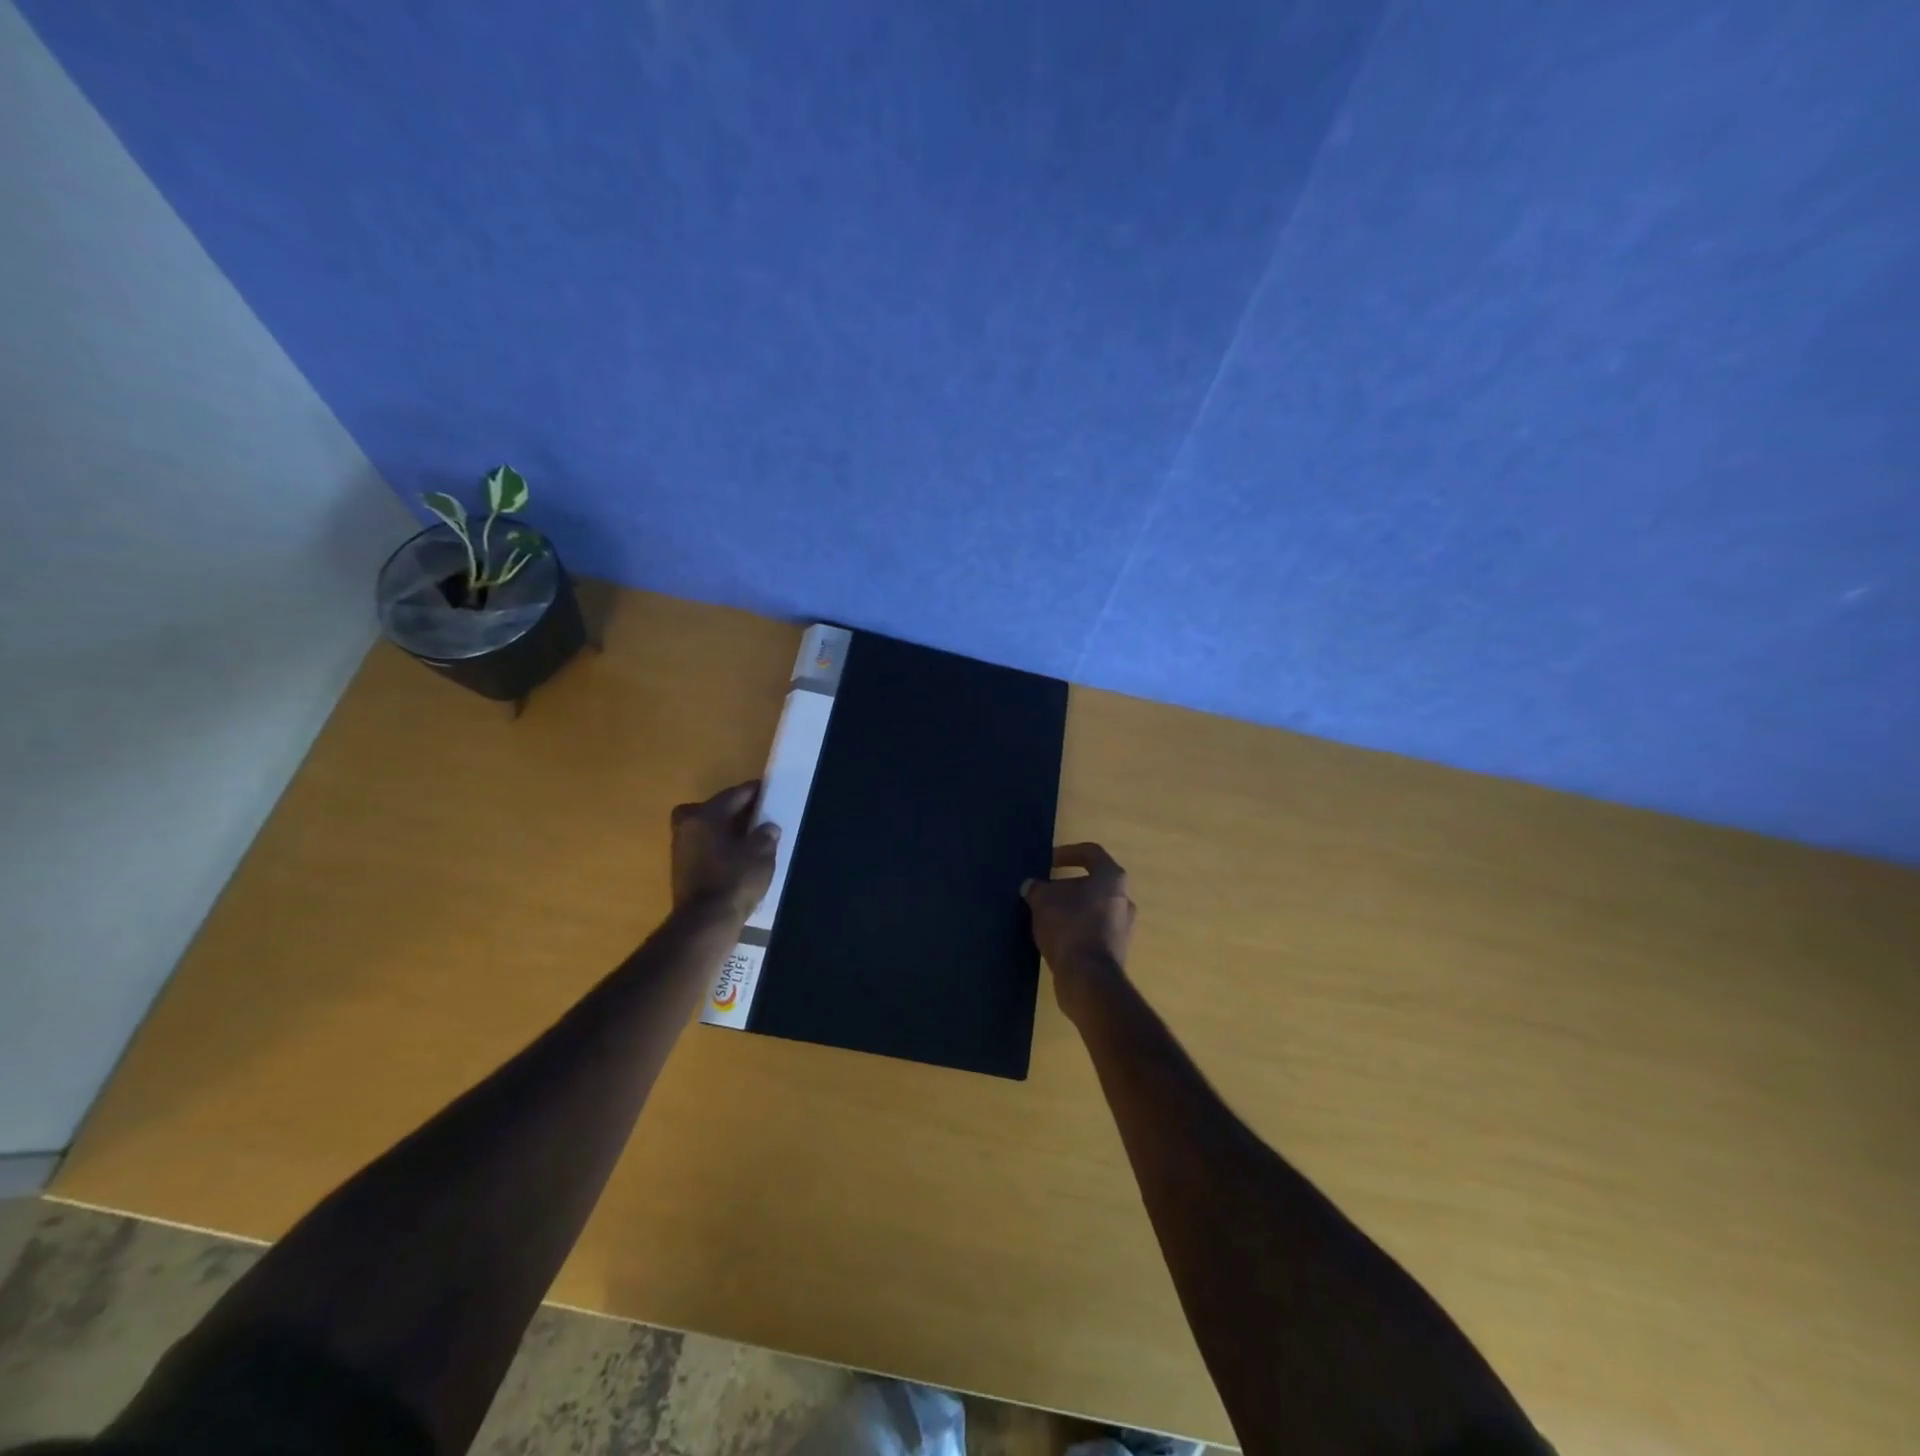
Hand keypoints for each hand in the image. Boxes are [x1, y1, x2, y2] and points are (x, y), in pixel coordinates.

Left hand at [670, 781, 779, 918]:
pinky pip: (705, 846)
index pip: (734, 795)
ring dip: (727, 829)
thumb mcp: (761, 855)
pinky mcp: (682, 869)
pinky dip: (720, 846)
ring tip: (751, 836)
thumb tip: (768, 827)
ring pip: (708, 828)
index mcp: (704, 815)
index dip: (754, 791)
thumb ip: (766, 836)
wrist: (705, 923)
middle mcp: (687, 826)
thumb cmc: (734, 881)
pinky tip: (738, 856)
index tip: (769, 790)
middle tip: (759, 814)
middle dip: (736, 809)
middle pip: (715, 808)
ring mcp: (681, 848)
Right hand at [1022, 843, 1134, 1011]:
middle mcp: (1124, 899)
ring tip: (1046, 915)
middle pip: (1093, 883)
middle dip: (1067, 886)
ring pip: (1094, 908)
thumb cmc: (1069, 927)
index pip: (1091, 853)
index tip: (1048, 862)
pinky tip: (1056, 937)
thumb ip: (1036, 888)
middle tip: (1045, 892)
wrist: (1088, 979)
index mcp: (1112, 878)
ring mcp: (1124, 927)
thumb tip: (1031, 886)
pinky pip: (1094, 930)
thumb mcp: (1043, 901)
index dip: (1068, 853)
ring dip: (1071, 909)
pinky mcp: (1117, 951)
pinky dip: (1076, 929)